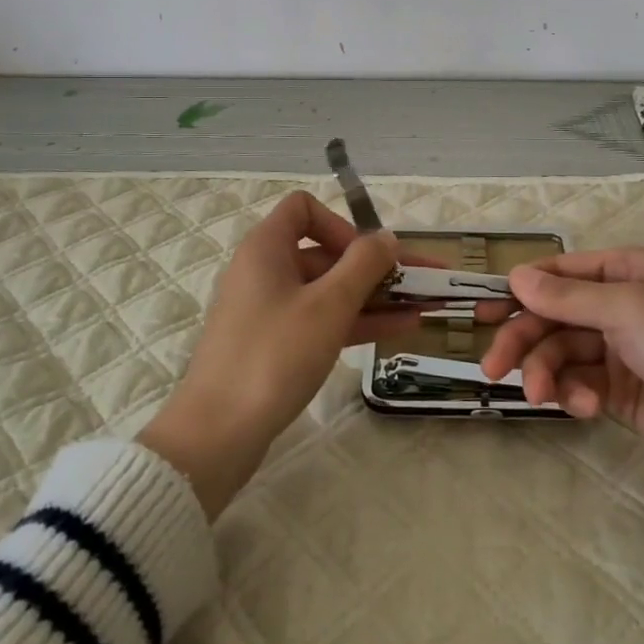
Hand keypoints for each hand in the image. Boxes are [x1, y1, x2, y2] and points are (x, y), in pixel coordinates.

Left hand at [139, 192, 416, 518]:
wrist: (217, 434)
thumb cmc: (274, 355)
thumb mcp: (328, 305)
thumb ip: (364, 264)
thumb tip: (387, 237)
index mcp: (267, 248)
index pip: (303, 209)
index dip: (340, 224)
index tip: (368, 255)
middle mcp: (265, 271)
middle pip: (326, 253)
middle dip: (376, 266)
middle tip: (424, 282)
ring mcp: (269, 311)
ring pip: (329, 291)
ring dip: (375, 296)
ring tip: (425, 306)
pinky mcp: (275, 346)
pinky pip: (322, 320)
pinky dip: (357, 321)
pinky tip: (401, 329)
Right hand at [481, 247, 643, 508]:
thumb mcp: (626, 310)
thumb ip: (566, 297)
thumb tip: (516, 276)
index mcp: (626, 270)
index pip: (560, 272)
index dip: (521, 289)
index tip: (483, 311)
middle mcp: (620, 303)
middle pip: (553, 315)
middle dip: (524, 340)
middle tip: (493, 368)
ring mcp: (620, 348)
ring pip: (561, 352)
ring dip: (546, 372)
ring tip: (541, 396)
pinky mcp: (621, 391)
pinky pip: (580, 383)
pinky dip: (574, 394)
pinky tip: (584, 408)